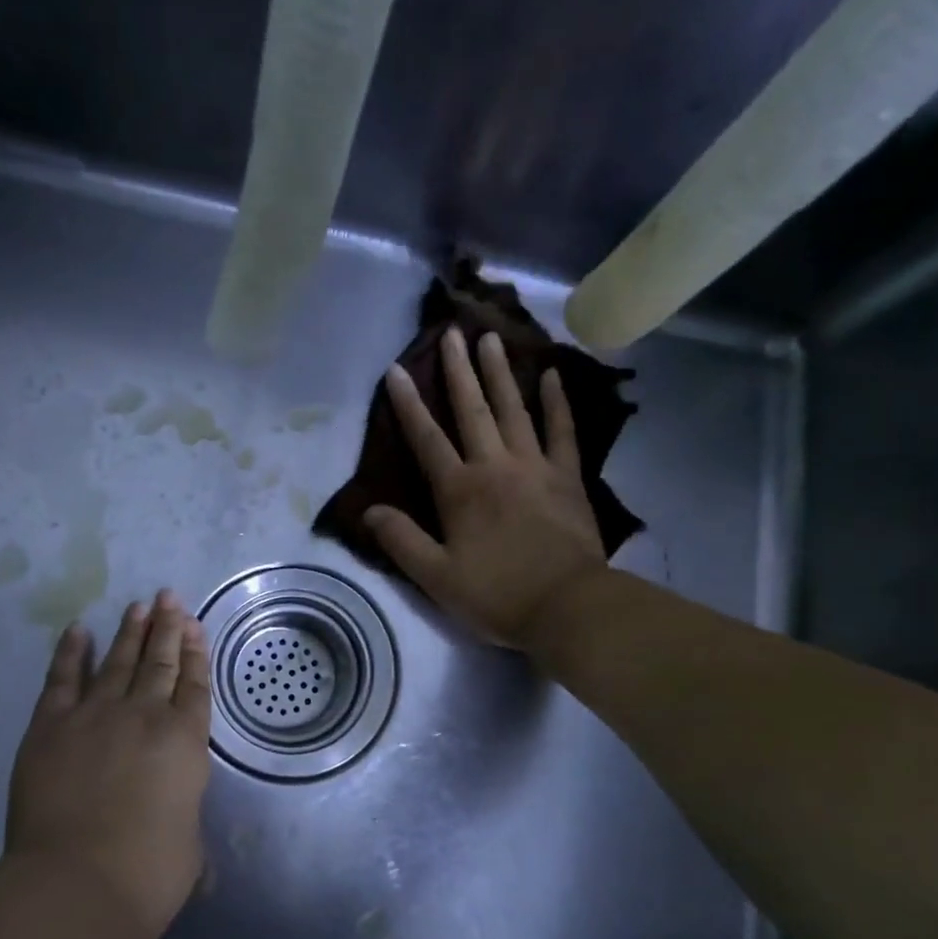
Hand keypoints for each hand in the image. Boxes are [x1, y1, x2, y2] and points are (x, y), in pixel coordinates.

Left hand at [6, 591, 212, 938]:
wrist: (78, 882)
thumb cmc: (149, 873)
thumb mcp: (189, 849)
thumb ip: (183, 824)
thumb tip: (183, 838)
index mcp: (185, 742)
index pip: (194, 685)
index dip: (196, 654)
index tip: (194, 626)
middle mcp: (145, 716)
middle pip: (160, 663)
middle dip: (168, 628)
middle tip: (169, 598)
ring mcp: (96, 716)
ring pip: (118, 662)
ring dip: (130, 632)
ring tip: (139, 606)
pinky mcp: (51, 726)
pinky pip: (63, 679)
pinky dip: (70, 653)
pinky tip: (78, 630)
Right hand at [365, 327, 607, 649]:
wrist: (567, 606)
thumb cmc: (496, 594)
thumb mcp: (436, 577)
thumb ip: (401, 541)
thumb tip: (369, 510)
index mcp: (460, 490)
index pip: (427, 439)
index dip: (409, 405)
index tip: (397, 370)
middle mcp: (495, 466)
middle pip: (473, 411)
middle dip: (459, 371)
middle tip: (452, 332)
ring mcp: (535, 467)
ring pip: (514, 410)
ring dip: (501, 373)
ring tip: (491, 339)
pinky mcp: (568, 477)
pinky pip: (562, 431)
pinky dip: (557, 402)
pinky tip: (552, 375)